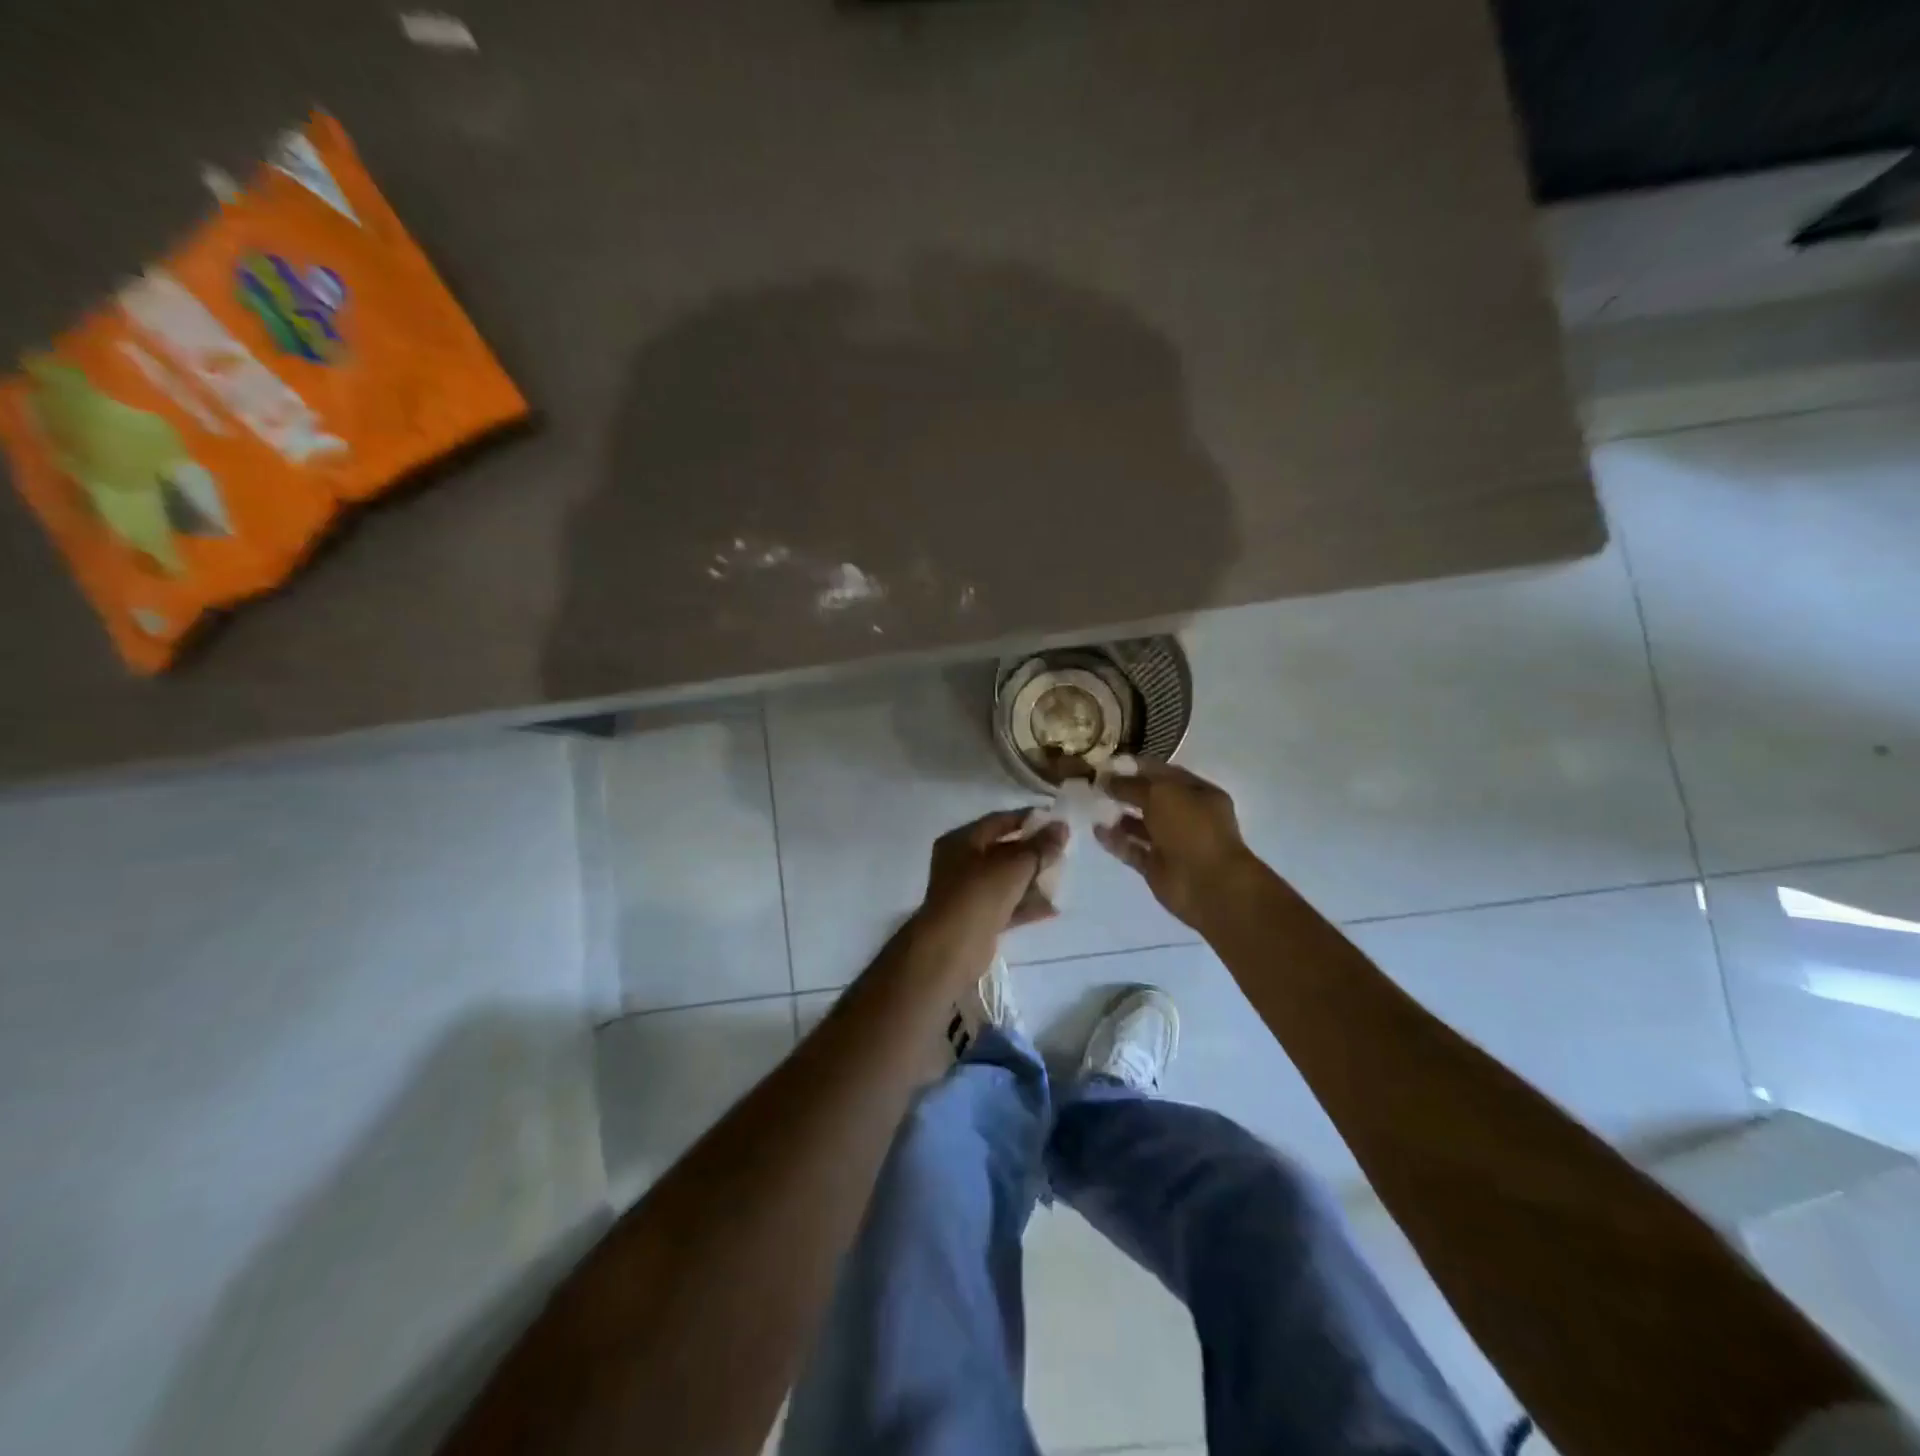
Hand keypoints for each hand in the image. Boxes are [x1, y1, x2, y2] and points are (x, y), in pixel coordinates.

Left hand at [918, 809, 1066, 948]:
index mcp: (961, 841)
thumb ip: (1040, 847)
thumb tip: (1062, 827)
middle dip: (1032, 852)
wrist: (952, 949)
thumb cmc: (979, 895)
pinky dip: (1026, 905)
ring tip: (1061, 878)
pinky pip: (1006, 905)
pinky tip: (1052, 908)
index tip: (1055, 822)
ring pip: (1005, 880)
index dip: (1027, 819)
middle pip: (1002, 851)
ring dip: (1032, 880)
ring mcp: (968, 893)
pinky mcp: (977, 919)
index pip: (998, 821)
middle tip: (1062, 851)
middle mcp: (961, 863)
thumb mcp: (1014, 866)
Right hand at [1095, 763, 1259, 927]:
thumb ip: (1131, 785)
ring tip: (1093, 807)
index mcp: (1198, 793)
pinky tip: (1097, 831)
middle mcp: (1187, 816)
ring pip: (1141, 825)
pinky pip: (1132, 849)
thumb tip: (1105, 779)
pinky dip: (1116, 841)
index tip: (1108, 764)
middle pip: (1151, 799)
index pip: (1164, 774)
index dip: (1137, 767)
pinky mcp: (1157, 867)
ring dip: (1119, 816)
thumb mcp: (1161, 794)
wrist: (1207, 884)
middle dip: (1125, 791)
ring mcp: (1172, 843)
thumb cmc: (1191, 828)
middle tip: (1095, 785)